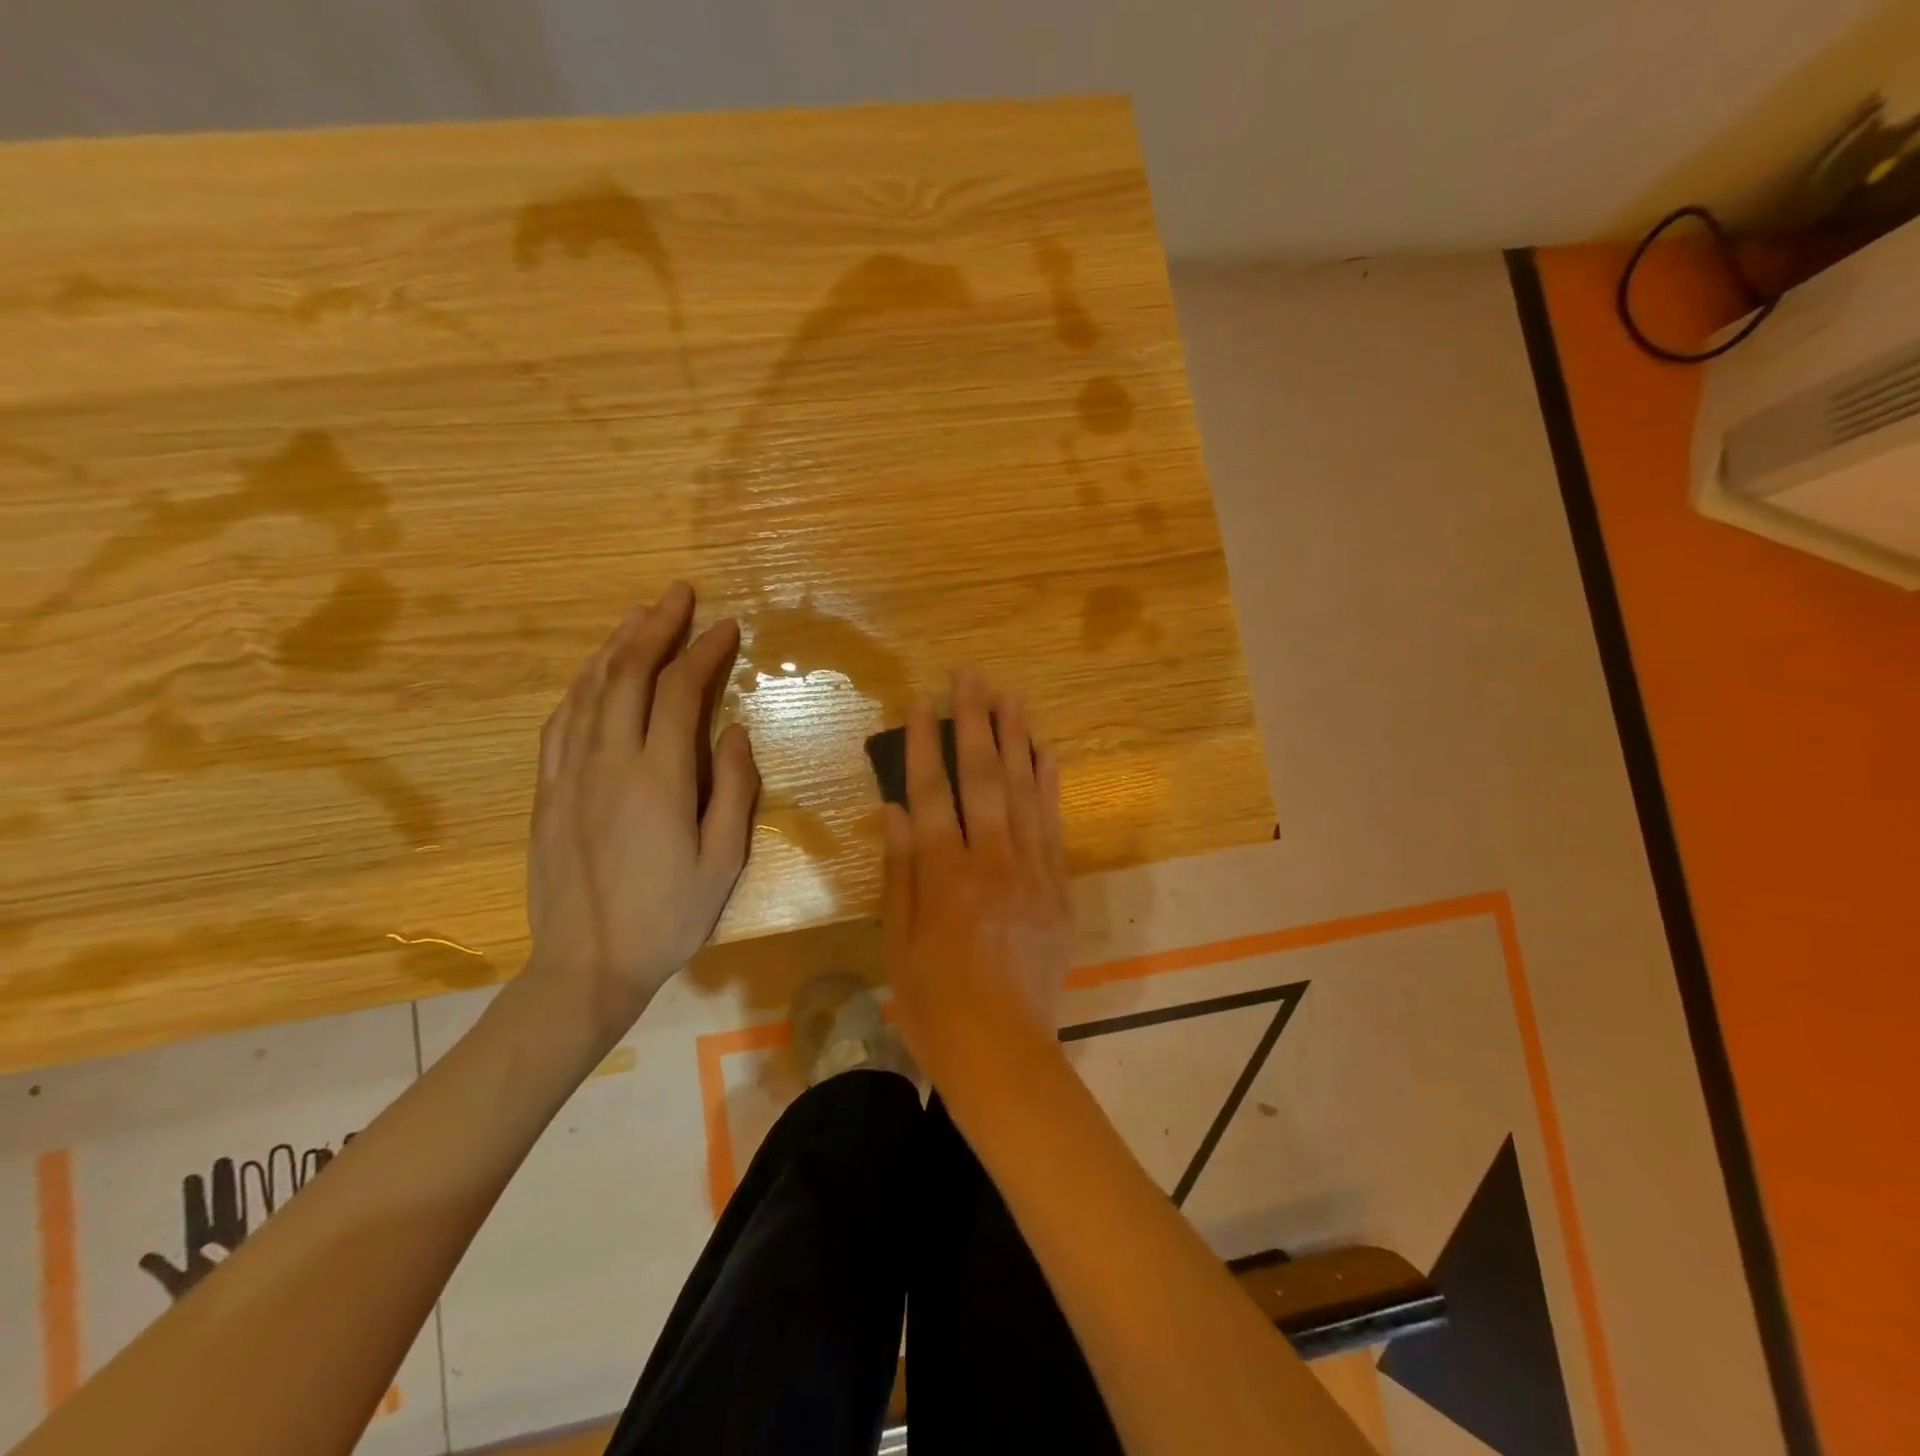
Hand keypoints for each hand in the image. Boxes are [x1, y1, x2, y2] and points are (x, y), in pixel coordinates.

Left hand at [525, 582, 758, 1038]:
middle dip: (655, 628)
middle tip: (678, 596)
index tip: (726, 626)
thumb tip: (736, 731)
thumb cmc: (668, 917)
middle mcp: (608, 763)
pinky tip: (593, 675)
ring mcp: (569, 775)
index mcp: (658, 779)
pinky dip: (581, 687)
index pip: (680, 693)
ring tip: (637, 617)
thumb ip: (734, 790)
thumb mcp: (723, 861)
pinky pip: (560, 723)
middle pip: (628, 675)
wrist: (585, 967)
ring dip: (615, 647)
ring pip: (589, 691)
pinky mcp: (547, 792)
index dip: (703, 652)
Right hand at [881, 669, 1071, 1085]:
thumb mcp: (898, 943)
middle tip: (971, 677)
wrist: (1004, 1053)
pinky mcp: (1059, 888)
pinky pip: (1054, 825)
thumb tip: (895, 811)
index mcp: (945, 876)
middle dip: (975, 723)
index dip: (925, 746)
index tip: (921, 704)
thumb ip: (901, 873)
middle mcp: (992, 862)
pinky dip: (1050, 785)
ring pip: (1025, 792)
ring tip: (1011, 697)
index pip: (932, 794)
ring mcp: (1032, 872)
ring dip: (1017, 740)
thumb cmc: (936, 1004)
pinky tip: (1046, 753)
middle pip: (983, 779)